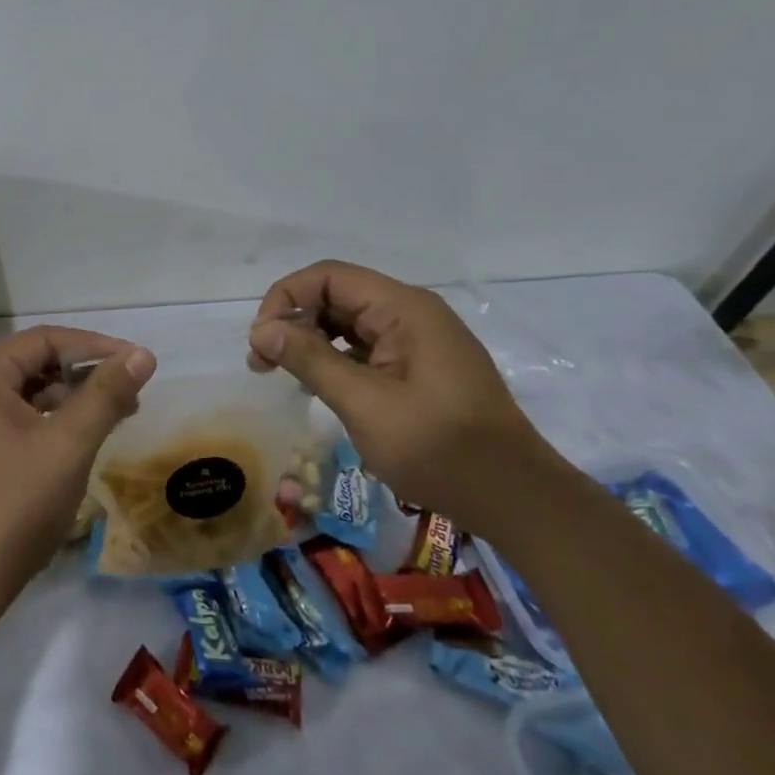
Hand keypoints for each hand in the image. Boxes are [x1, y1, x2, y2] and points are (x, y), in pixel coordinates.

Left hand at [0, 327, 155, 616]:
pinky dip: (46, 423)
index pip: (45, 339)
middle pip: (32, 364)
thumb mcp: (68, 445)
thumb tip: (141, 354)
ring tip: (112, 419)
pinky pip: (9, 420)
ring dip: (68, 400)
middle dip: (84, 375)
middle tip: (130, 395)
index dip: (97, 346)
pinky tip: (74, 444)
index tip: (139, 364)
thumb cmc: (13, 506)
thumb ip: (106, 394)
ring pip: (23, 394)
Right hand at [247, 261, 548, 533]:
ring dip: (311, 341)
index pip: (327, 277)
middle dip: (294, 321)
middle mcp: (411, 312)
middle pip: (336, 296)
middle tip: (262, 363)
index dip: (285, 299)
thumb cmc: (437, 448)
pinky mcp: (420, 366)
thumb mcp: (364, 403)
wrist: (514, 497)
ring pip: (348, 322)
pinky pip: (366, 347)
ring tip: (285, 376)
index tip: (261, 342)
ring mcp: (418, 340)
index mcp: (403, 309)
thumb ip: (310, 359)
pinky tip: (319, 386)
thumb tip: (261, 329)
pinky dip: (335, 359)